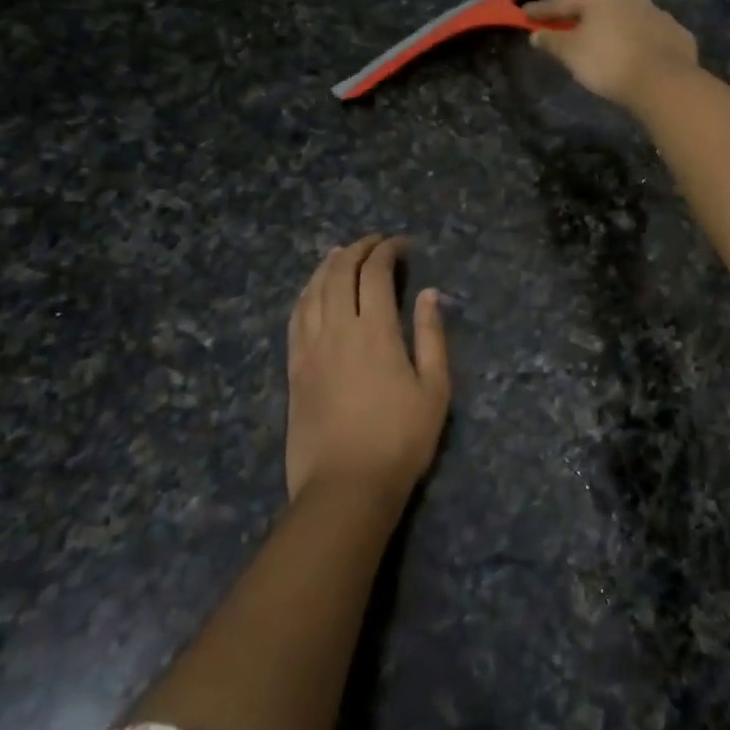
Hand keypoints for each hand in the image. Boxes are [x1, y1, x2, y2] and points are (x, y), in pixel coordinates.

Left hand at [285, 235, 449, 504]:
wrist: (346, 486)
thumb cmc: (401, 439)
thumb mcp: (435, 388)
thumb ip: (431, 335)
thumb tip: (430, 294)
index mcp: (375, 331)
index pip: (375, 274)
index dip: (387, 251)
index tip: (401, 244)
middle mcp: (337, 330)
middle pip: (339, 274)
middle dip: (357, 250)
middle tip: (374, 242)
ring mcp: (310, 349)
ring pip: (313, 292)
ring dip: (327, 266)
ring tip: (340, 253)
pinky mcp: (294, 369)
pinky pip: (295, 319)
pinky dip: (305, 295)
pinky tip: (312, 291)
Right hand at [524, 0, 698, 109]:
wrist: (664, 82)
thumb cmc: (608, 63)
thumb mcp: (572, 54)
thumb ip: (552, 42)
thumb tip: (537, 34)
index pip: (562, 1)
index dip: (542, 10)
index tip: (525, 14)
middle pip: (596, 4)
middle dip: (579, 14)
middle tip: (564, 23)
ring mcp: (656, 12)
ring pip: (625, 16)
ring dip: (610, 25)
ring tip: (600, 38)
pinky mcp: (676, 33)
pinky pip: (647, 33)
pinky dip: (636, 39)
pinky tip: (633, 51)